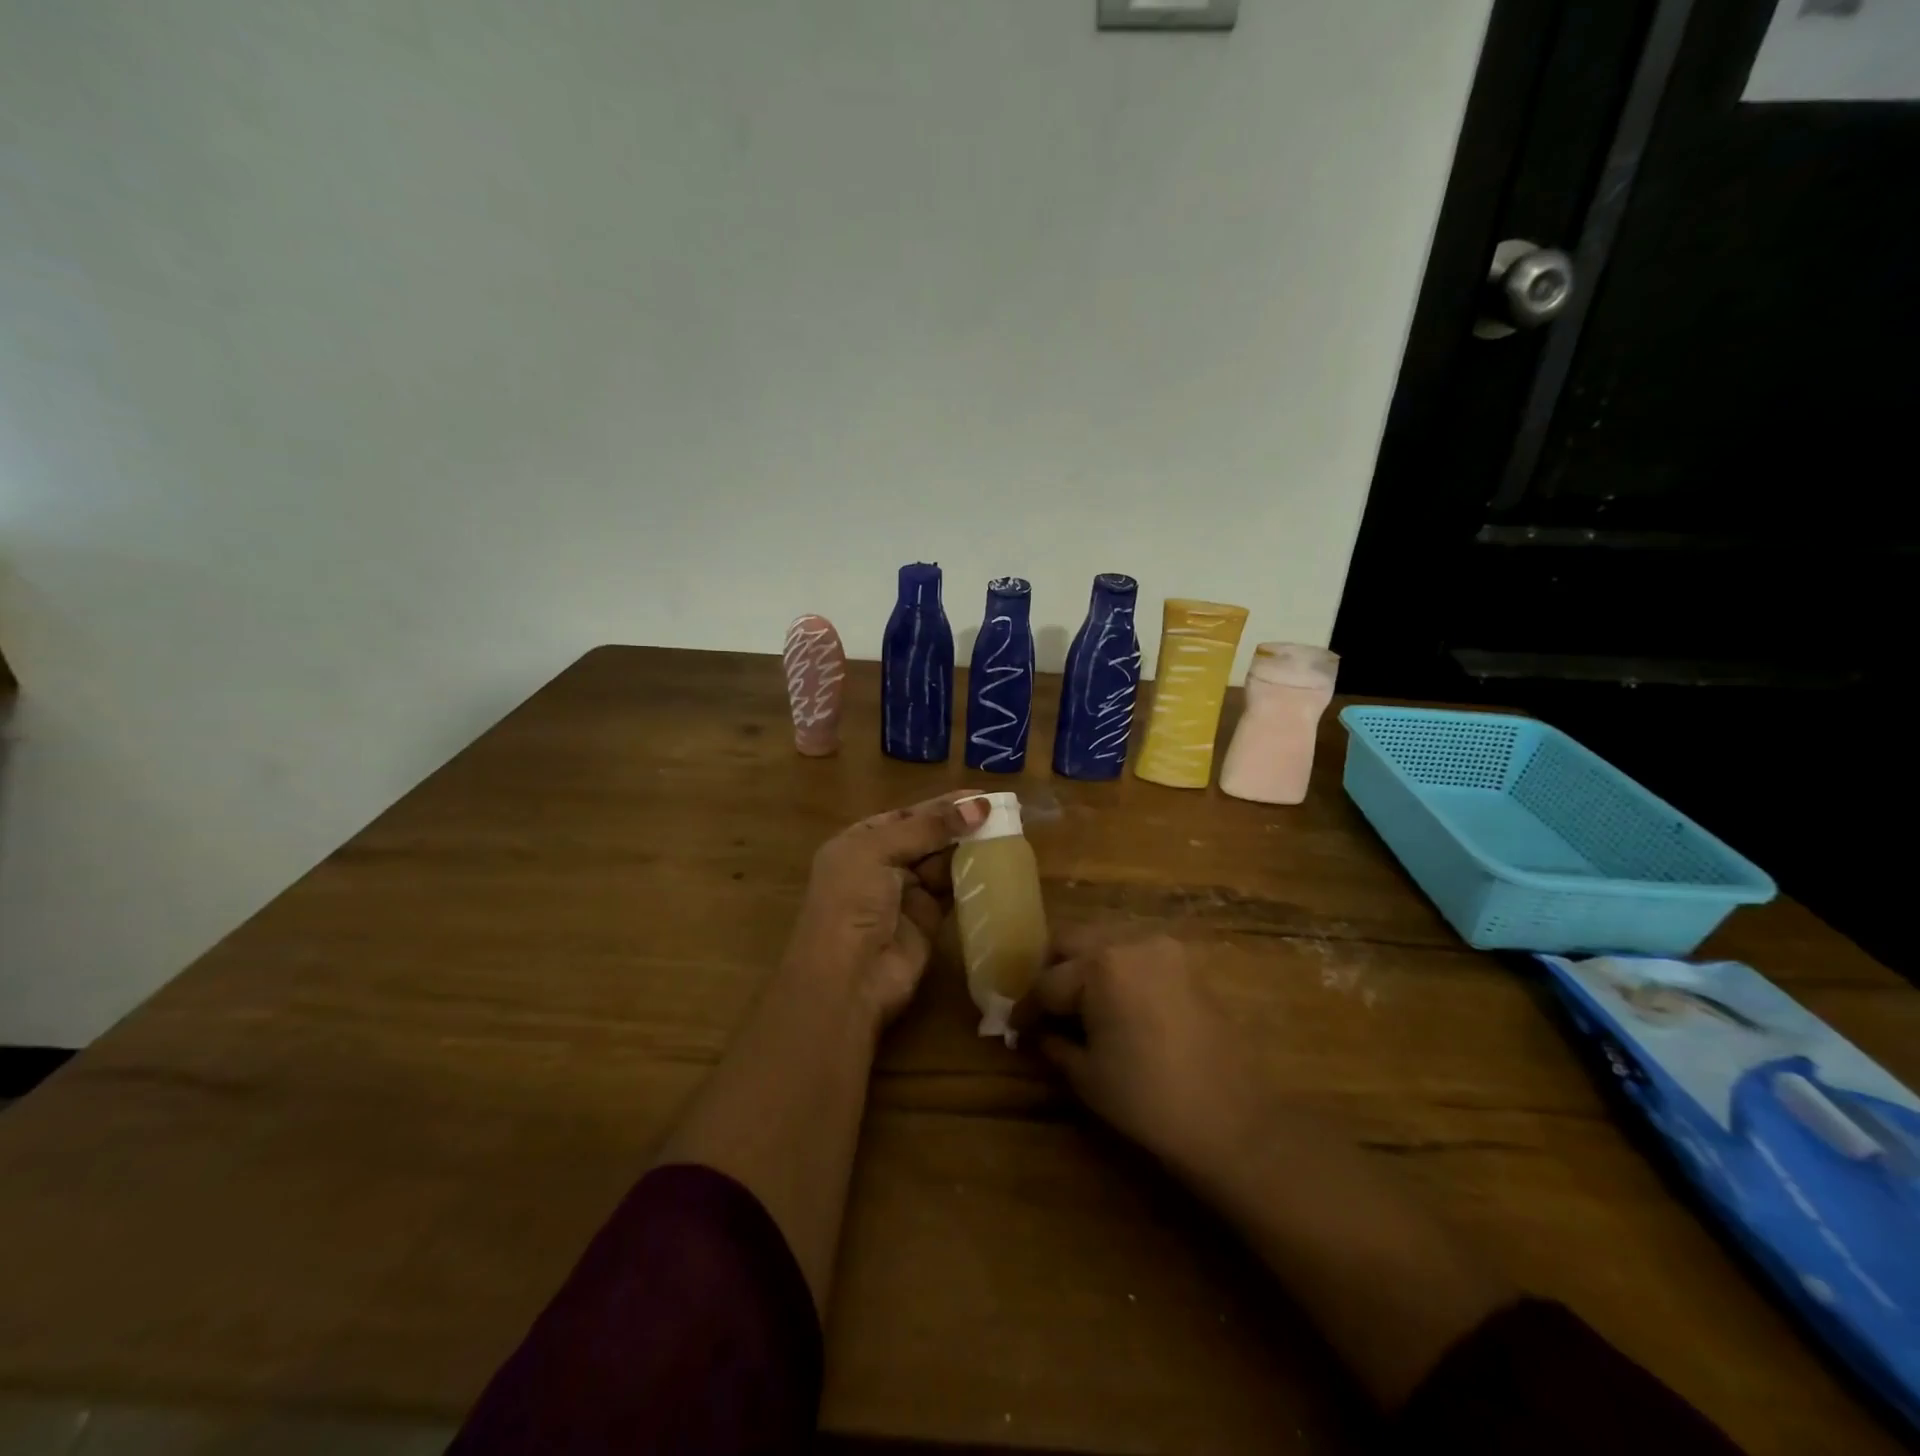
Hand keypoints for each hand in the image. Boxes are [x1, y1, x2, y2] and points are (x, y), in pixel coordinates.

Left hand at [785, 792, 988, 1026]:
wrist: (848, 977)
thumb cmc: (852, 902)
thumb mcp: (878, 852)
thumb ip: (927, 827)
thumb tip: (978, 806)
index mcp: (860, 842)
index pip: (906, 815)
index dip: (942, 804)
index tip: (981, 794)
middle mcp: (881, 864)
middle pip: (928, 836)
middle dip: (960, 823)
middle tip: (1004, 810)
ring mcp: (905, 894)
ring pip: (943, 862)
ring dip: (971, 848)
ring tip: (1007, 831)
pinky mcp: (928, 920)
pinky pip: (953, 890)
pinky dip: (973, 876)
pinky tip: (997, 861)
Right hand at [1027, 930, 1270, 1185]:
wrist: (1231, 1121)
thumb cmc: (1148, 1100)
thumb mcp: (1087, 1075)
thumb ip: (1055, 1043)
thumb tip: (1040, 1032)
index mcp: (1100, 966)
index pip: (1048, 981)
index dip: (1027, 1007)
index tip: (1016, 1027)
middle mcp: (1129, 942)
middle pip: (1072, 942)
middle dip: (1052, 971)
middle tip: (1045, 1008)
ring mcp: (1162, 948)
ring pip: (1104, 941)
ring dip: (1084, 966)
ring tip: (1079, 1005)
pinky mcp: (1186, 963)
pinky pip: (1136, 954)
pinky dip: (1117, 970)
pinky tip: (1115, 1004)